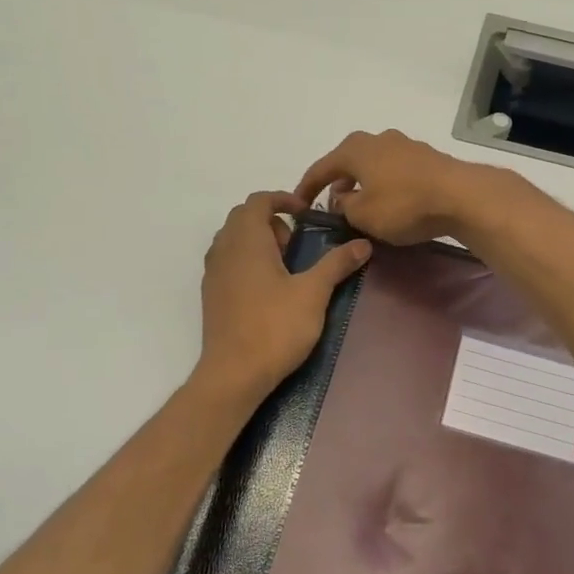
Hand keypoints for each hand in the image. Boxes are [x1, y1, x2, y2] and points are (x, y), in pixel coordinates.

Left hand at [194, 191, 372, 401]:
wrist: (234, 374)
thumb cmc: (275, 327)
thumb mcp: (313, 293)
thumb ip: (336, 264)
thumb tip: (363, 243)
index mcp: (246, 240)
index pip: (258, 200)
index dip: (284, 199)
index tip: (307, 214)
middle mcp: (224, 249)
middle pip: (243, 217)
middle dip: (272, 221)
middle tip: (297, 245)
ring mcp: (213, 273)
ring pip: (234, 239)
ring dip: (259, 241)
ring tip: (285, 268)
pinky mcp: (211, 295)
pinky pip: (228, 261)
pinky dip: (247, 260)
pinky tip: (269, 289)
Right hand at [294, 130, 503, 246]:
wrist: (461, 196)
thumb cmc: (403, 205)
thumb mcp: (363, 215)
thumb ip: (344, 207)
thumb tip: (342, 199)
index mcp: (355, 149)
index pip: (321, 168)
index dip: (306, 188)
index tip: (298, 206)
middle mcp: (378, 139)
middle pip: (349, 161)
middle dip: (338, 183)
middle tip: (333, 206)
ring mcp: (405, 145)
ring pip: (374, 165)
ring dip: (364, 184)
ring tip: (362, 206)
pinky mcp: (427, 158)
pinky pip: (395, 171)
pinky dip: (386, 184)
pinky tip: (391, 202)